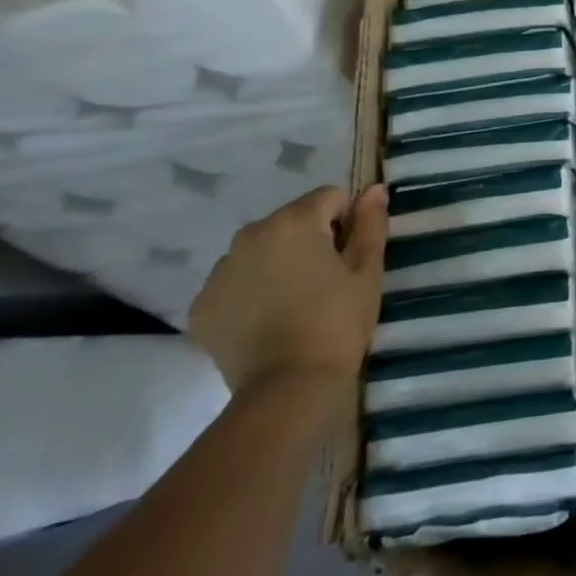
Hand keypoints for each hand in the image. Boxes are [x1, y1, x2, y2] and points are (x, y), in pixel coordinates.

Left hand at [189, 184, 386, 392]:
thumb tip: (375, 189)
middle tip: (325, 281)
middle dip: (309, 240)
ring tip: (294, 302)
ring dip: (277, 263)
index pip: (329, 198)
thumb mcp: (367, 271)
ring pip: (259, 250)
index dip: (346, 221)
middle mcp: (249, 235)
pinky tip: (266, 321)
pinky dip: (250, 293)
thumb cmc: (338, 322)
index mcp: (294, 222)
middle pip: (290, 221)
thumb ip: (371, 224)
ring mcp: (219, 271)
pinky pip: (234, 283)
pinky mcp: (201, 305)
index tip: (349, 256)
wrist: (289, 386)